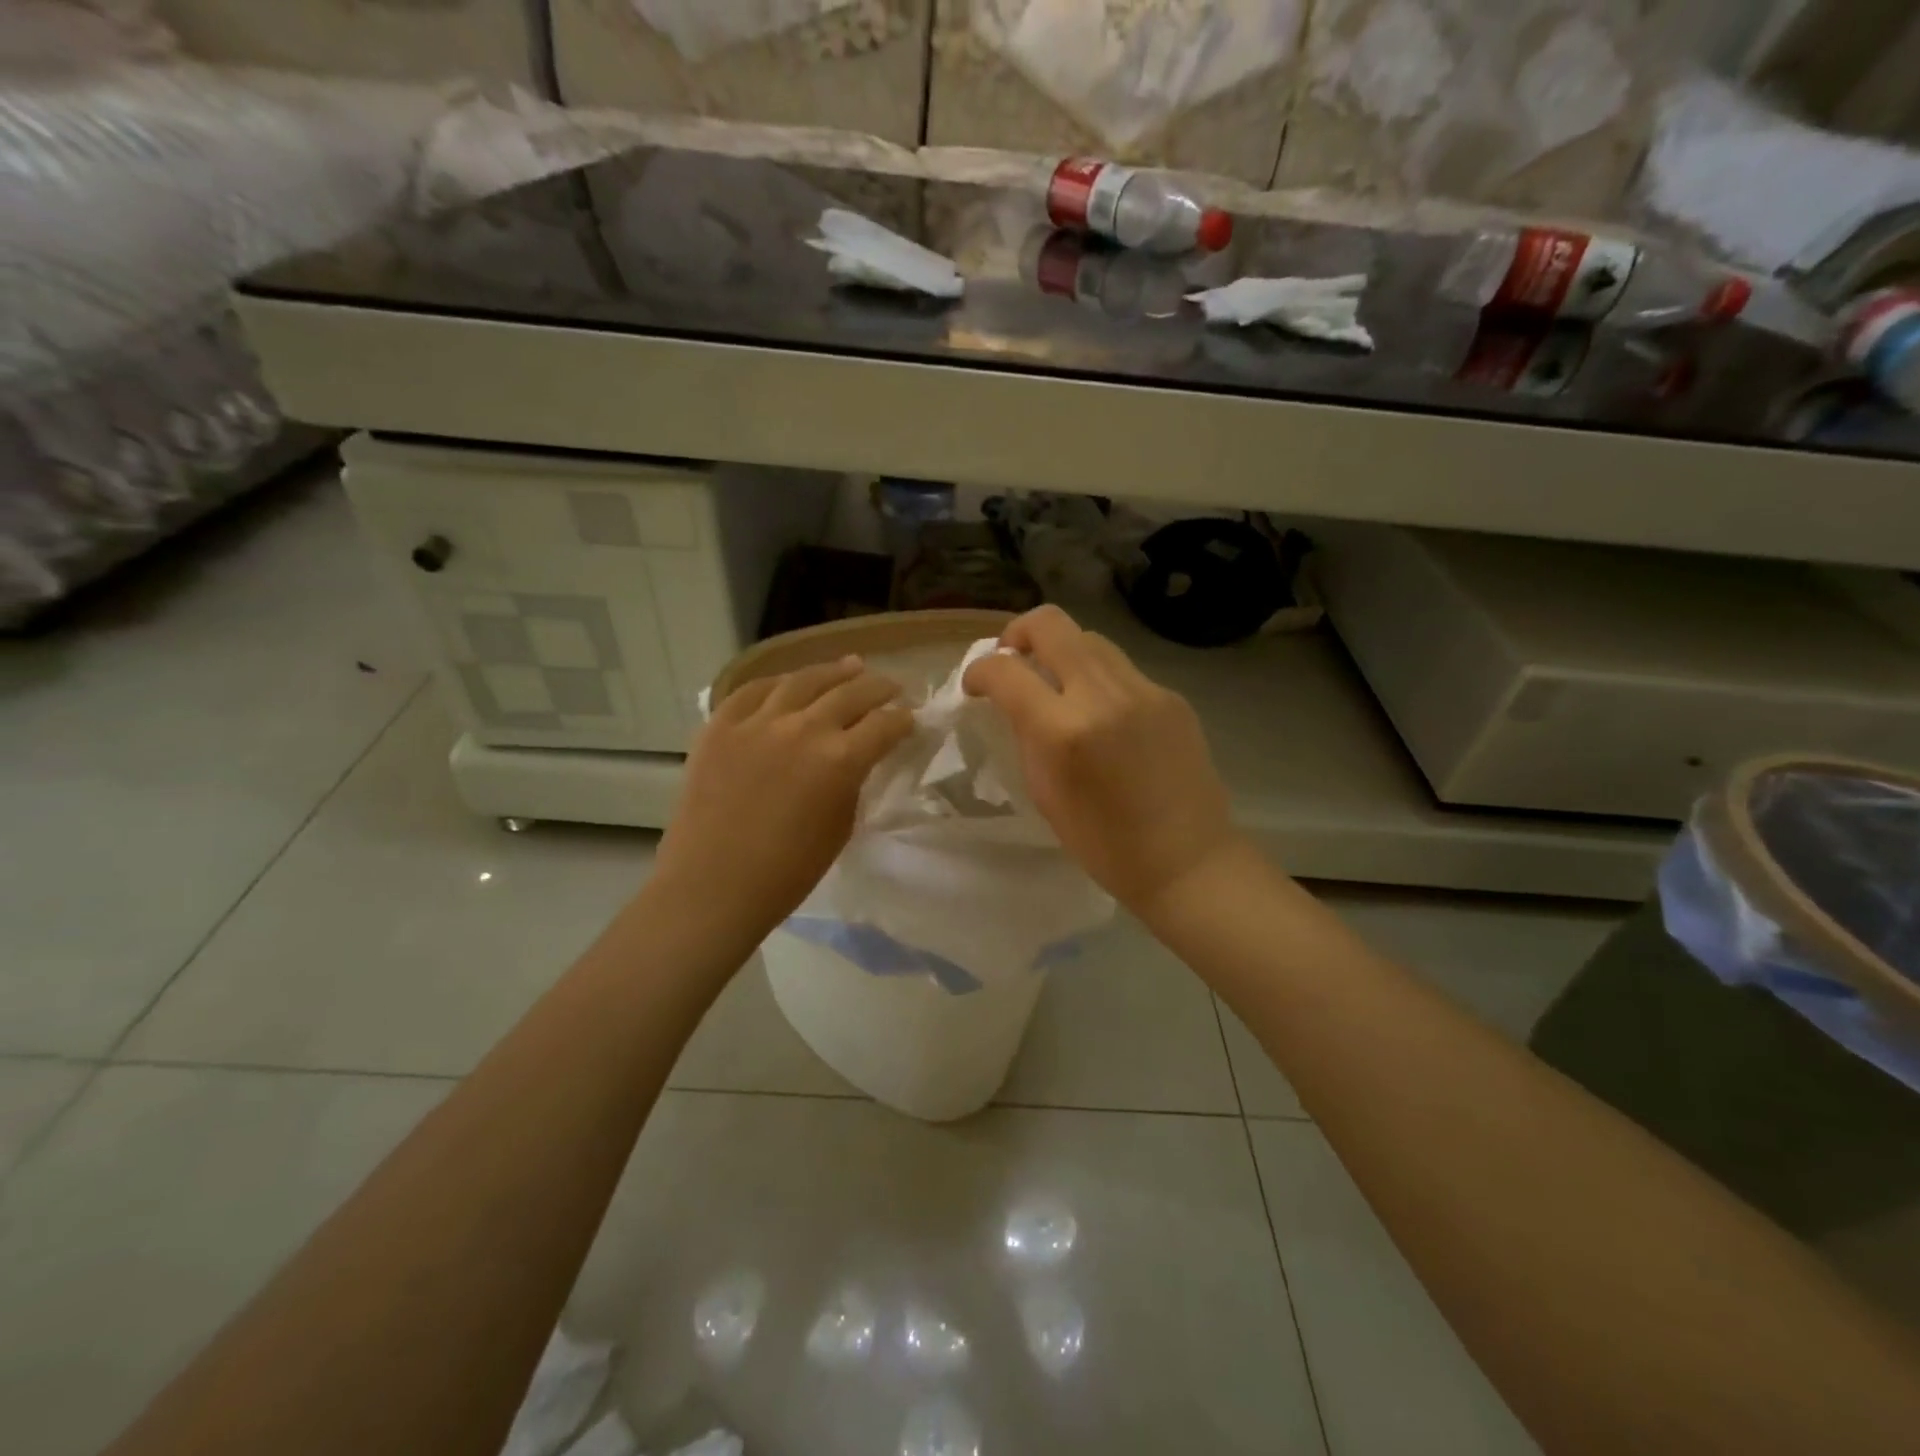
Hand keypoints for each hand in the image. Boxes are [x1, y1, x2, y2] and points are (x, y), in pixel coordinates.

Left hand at [657, 657, 912, 936]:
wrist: (712, 886)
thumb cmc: (787, 872)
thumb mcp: (840, 826)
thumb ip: (852, 782)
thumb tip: (856, 758)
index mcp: (840, 760)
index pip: (884, 725)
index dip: (903, 720)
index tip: (910, 720)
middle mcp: (803, 728)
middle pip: (850, 692)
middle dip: (878, 688)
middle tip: (891, 686)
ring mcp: (757, 721)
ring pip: (803, 680)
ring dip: (833, 672)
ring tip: (850, 667)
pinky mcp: (720, 725)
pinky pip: (754, 690)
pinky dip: (779, 683)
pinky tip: (790, 683)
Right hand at [964, 606, 1242, 917]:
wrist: (1187, 860)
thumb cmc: (1105, 844)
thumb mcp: (1045, 794)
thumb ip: (1027, 736)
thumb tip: (1016, 700)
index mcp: (1064, 731)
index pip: (1006, 670)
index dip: (979, 671)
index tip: (975, 685)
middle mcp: (1104, 695)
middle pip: (1051, 624)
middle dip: (1018, 634)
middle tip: (1012, 661)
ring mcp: (1144, 690)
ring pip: (1089, 638)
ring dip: (1060, 652)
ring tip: (1056, 685)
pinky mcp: (1171, 696)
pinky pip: (1121, 668)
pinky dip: (1098, 679)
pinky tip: (1101, 713)